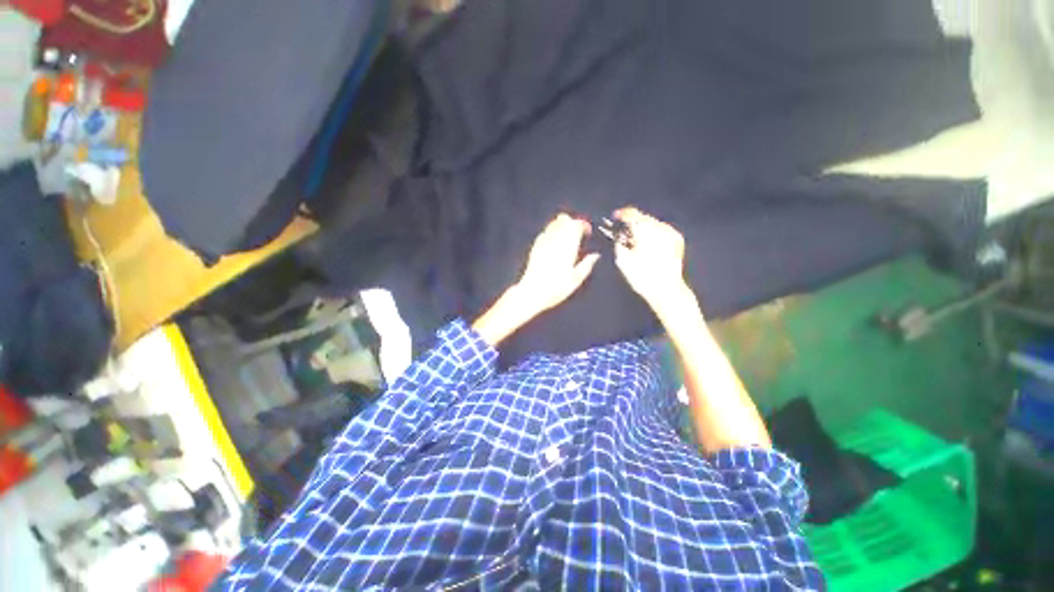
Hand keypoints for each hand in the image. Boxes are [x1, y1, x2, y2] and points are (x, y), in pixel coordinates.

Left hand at [473, 214, 598, 345]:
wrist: (531, 292)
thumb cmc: (556, 289)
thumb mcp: (575, 280)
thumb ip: (586, 265)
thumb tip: (595, 255)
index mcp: (567, 248)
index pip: (576, 226)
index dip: (583, 225)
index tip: (587, 232)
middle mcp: (555, 241)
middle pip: (563, 220)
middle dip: (572, 223)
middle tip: (578, 233)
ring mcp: (543, 243)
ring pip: (553, 224)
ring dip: (561, 226)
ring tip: (567, 236)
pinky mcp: (535, 248)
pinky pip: (544, 233)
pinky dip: (551, 232)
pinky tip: (554, 242)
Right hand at [612, 207, 688, 310]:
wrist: (666, 289)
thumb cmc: (641, 276)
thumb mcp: (623, 260)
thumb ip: (618, 242)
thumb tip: (615, 233)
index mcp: (645, 230)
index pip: (632, 214)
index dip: (621, 214)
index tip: (614, 217)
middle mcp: (660, 227)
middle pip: (643, 217)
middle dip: (632, 222)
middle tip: (623, 230)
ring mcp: (671, 232)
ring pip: (653, 223)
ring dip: (643, 227)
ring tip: (634, 238)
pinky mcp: (677, 239)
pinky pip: (662, 230)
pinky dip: (653, 233)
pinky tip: (647, 243)